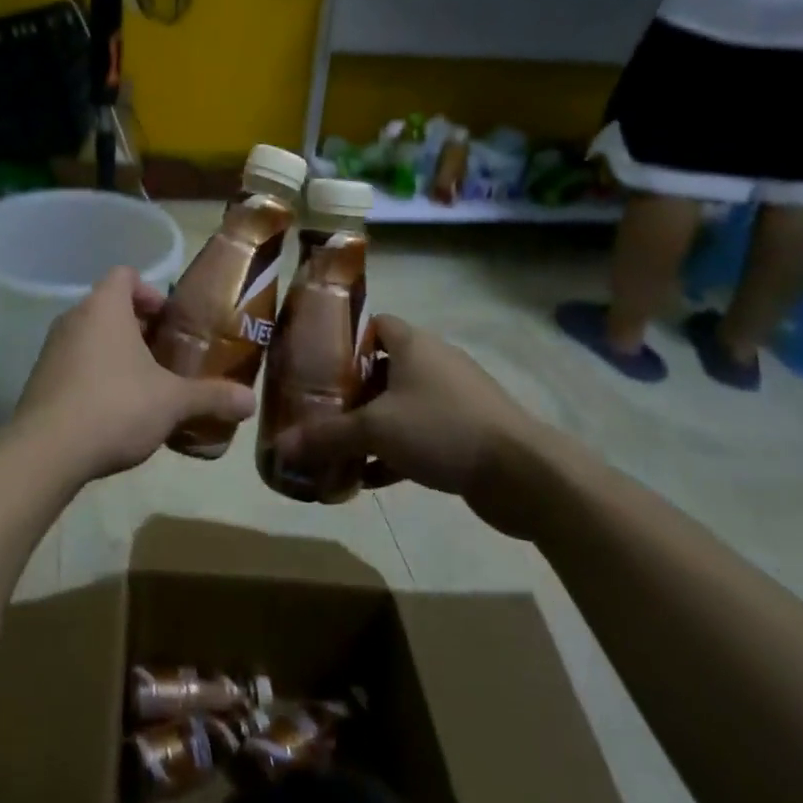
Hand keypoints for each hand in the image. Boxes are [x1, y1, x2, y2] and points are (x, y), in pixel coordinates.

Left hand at [11, 267, 256, 482]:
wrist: (45, 452)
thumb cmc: (115, 406)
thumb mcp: (172, 402)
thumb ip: (212, 396)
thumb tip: (251, 401)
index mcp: (104, 307)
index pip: (125, 275)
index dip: (150, 292)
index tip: (169, 321)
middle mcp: (73, 318)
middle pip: (109, 307)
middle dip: (139, 328)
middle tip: (166, 356)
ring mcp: (51, 349)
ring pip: (91, 337)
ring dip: (117, 354)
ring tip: (145, 386)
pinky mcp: (39, 379)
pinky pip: (74, 364)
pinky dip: (95, 376)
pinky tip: (114, 411)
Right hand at [272, 316, 580, 539]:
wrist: (524, 474)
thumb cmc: (442, 429)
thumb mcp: (375, 430)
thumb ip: (326, 437)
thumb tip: (278, 448)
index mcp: (413, 344)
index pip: (372, 326)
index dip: (342, 341)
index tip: (313, 364)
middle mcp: (434, 363)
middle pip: (381, 368)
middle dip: (350, 391)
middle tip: (318, 409)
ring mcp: (455, 399)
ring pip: (400, 405)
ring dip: (371, 425)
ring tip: (337, 446)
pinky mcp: (468, 433)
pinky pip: (420, 435)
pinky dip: (395, 452)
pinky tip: (369, 477)